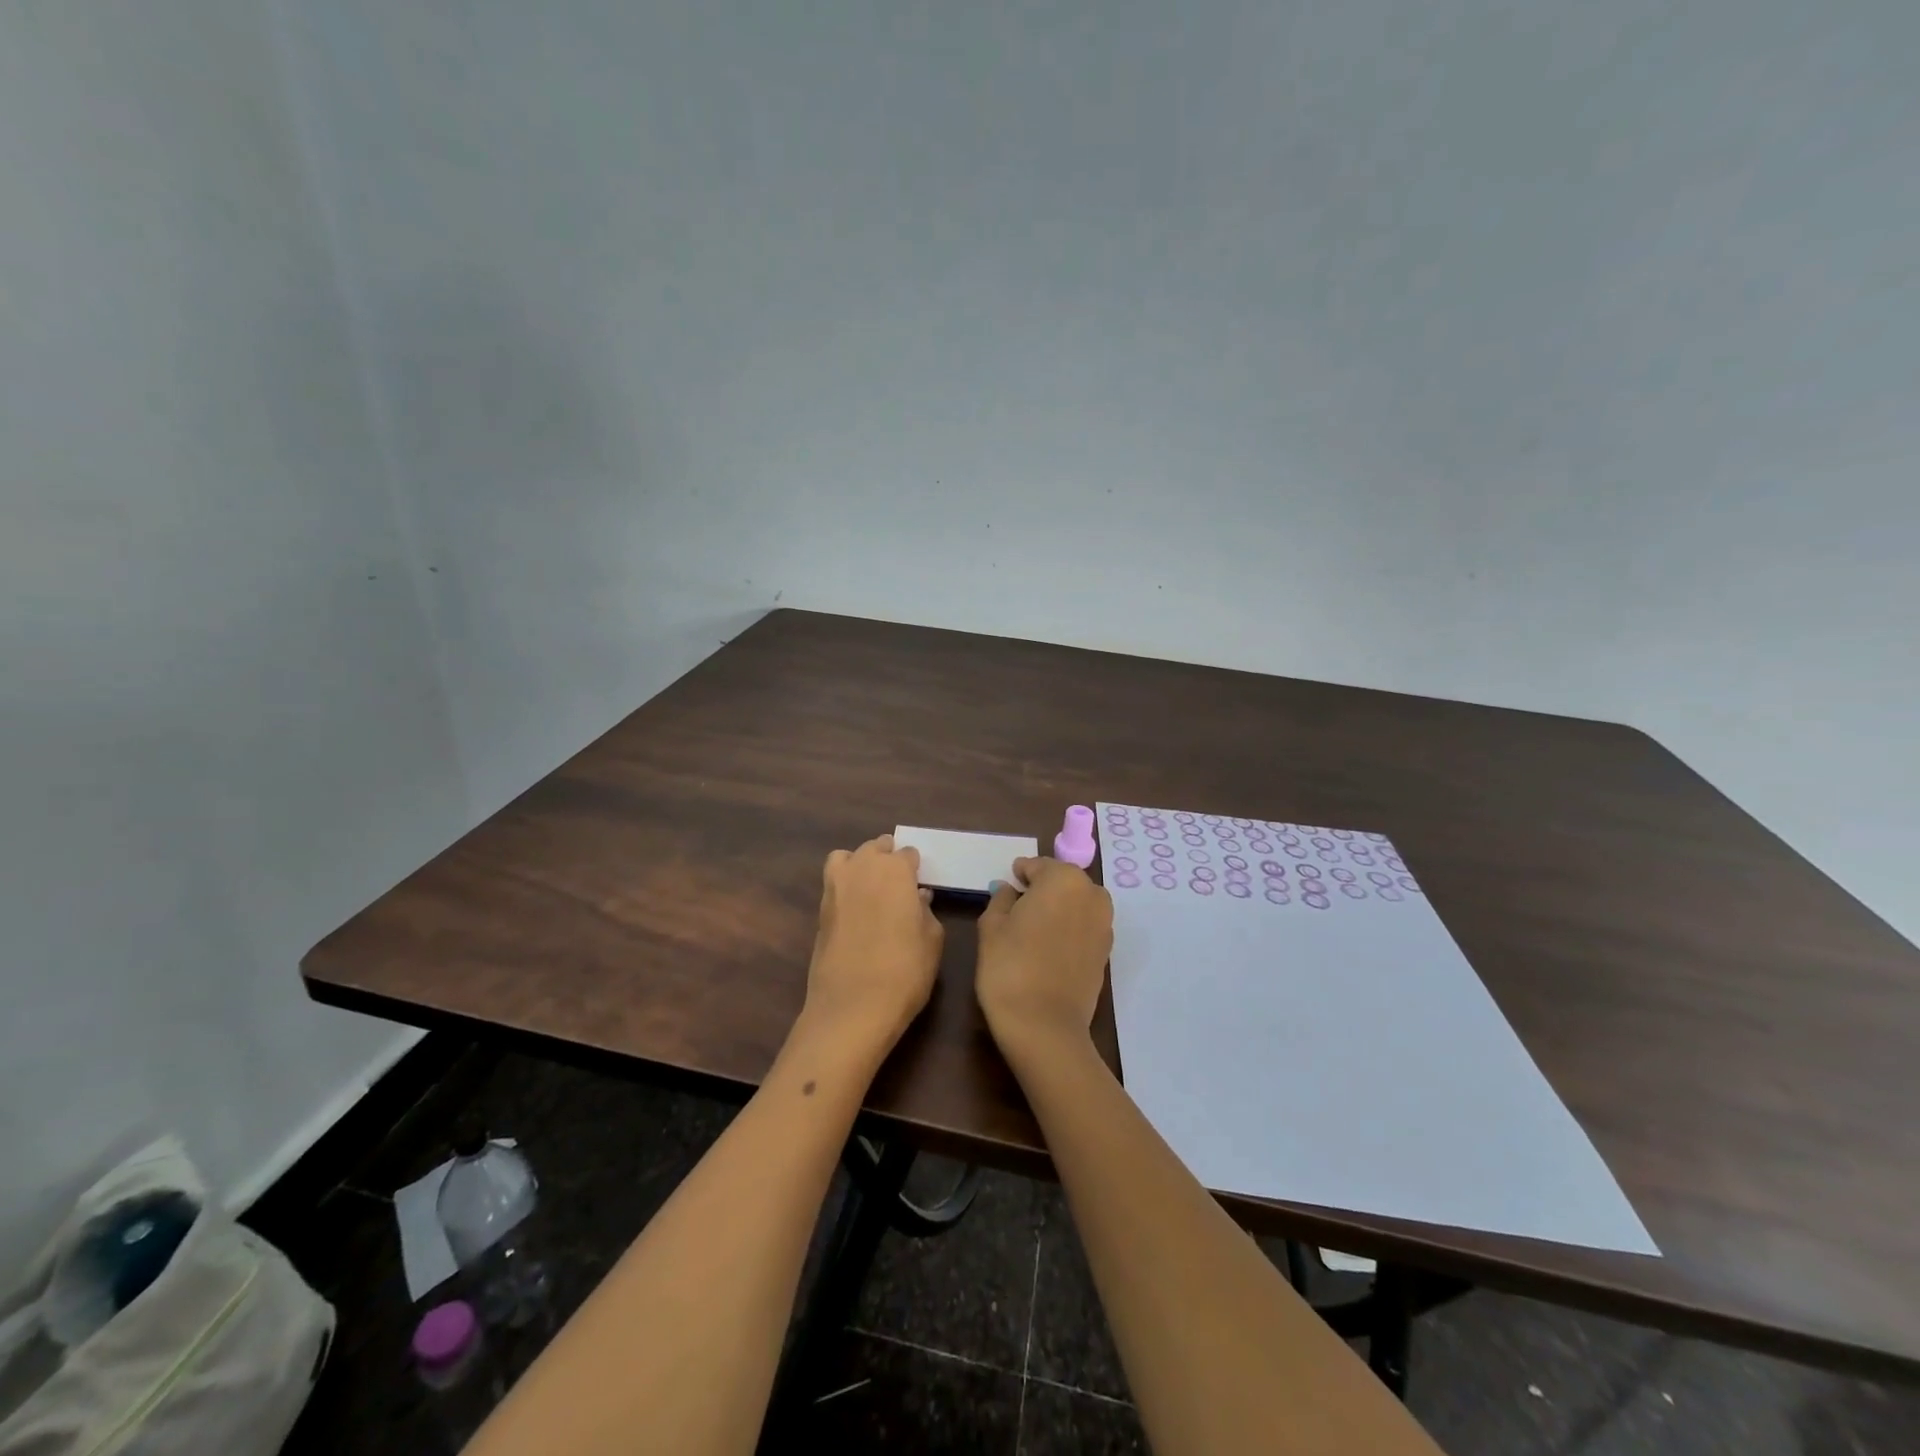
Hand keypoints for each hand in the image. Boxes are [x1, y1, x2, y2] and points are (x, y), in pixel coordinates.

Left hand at [802, 834, 943, 1057]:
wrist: (852, 1007)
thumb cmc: (904, 971)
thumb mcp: (932, 941)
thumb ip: (927, 912)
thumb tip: (919, 897)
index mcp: (895, 870)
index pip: (908, 854)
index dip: (916, 868)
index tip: (920, 884)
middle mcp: (863, 867)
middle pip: (875, 847)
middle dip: (888, 857)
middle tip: (899, 882)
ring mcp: (836, 886)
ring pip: (847, 857)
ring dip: (861, 863)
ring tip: (873, 887)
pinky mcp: (819, 909)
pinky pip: (833, 881)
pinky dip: (844, 884)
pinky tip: (856, 907)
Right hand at [975, 857, 1113, 1059]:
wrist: (1044, 1026)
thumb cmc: (1010, 967)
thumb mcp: (992, 926)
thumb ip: (1002, 899)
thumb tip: (1011, 890)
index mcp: (1064, 879)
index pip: (1038, 866)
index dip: (1020, 873)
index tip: (1008, 883)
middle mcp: (1092, 894)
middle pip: (1062, 881)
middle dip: (1043, 888)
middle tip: (1018, 906)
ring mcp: (1104, 924)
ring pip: (1077, 904)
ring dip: (1058, 908)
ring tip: (1033, 928)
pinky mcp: (1107, 952)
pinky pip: (1084, 927)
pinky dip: (1069, 928)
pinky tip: (1049, 946)